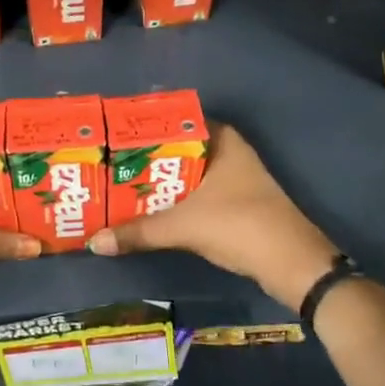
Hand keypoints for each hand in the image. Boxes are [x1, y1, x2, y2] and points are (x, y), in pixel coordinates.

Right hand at [87, 123, 338, 308]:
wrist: (291, 264)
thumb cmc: (239, 225)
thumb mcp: (183, 226)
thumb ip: (138, 231)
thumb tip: (93, 242)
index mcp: (221, 139)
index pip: (174, 121)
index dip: (144, 129)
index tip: (112, 137)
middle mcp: (228, 152)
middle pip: (177, 149)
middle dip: (145, 159)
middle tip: (107, 165)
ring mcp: (234, 179)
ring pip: (186, 174)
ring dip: (158, 183)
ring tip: (118, 186)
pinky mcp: (235, 204)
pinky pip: (195, 194)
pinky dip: (173, 200)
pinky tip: (148, 210)